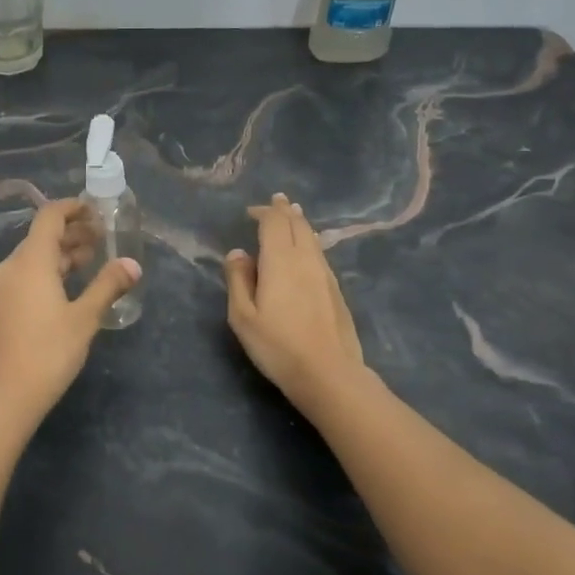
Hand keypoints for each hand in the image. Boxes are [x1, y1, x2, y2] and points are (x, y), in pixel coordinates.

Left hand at [0, 199, 141, 425]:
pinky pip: (25, 276)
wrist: (5, 397)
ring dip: (61, 254)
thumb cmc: (48, 353)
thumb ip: (108, 286)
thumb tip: (133, 264)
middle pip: (41, 237)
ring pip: (33, 259)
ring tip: (92, 261)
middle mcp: (10, 268)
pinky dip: (48, 272)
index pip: (49, 217)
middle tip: (103, 239)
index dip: (73, 208)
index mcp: (29, 262)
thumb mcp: (85, 318)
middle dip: (72, 233)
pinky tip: (68, 287)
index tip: (97, 211)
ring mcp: (0, 288)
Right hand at [224, 193, 366, 415]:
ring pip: (312, 238)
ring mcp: (325, 274)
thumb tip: (238, 253)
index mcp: (280, 260)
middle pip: (297, 225)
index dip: (264, 212)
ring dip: (300, 224)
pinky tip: (308, 249)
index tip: (252, 211)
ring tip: (293, 216)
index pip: (274, 223)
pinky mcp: (336, 290)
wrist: (328, 373)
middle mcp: (305, 259)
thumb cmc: (277, 346)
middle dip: (285, 211)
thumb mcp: (243, 316)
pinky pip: (320, 253)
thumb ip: (238, 280)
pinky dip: (310, 242)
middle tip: (278, 201)